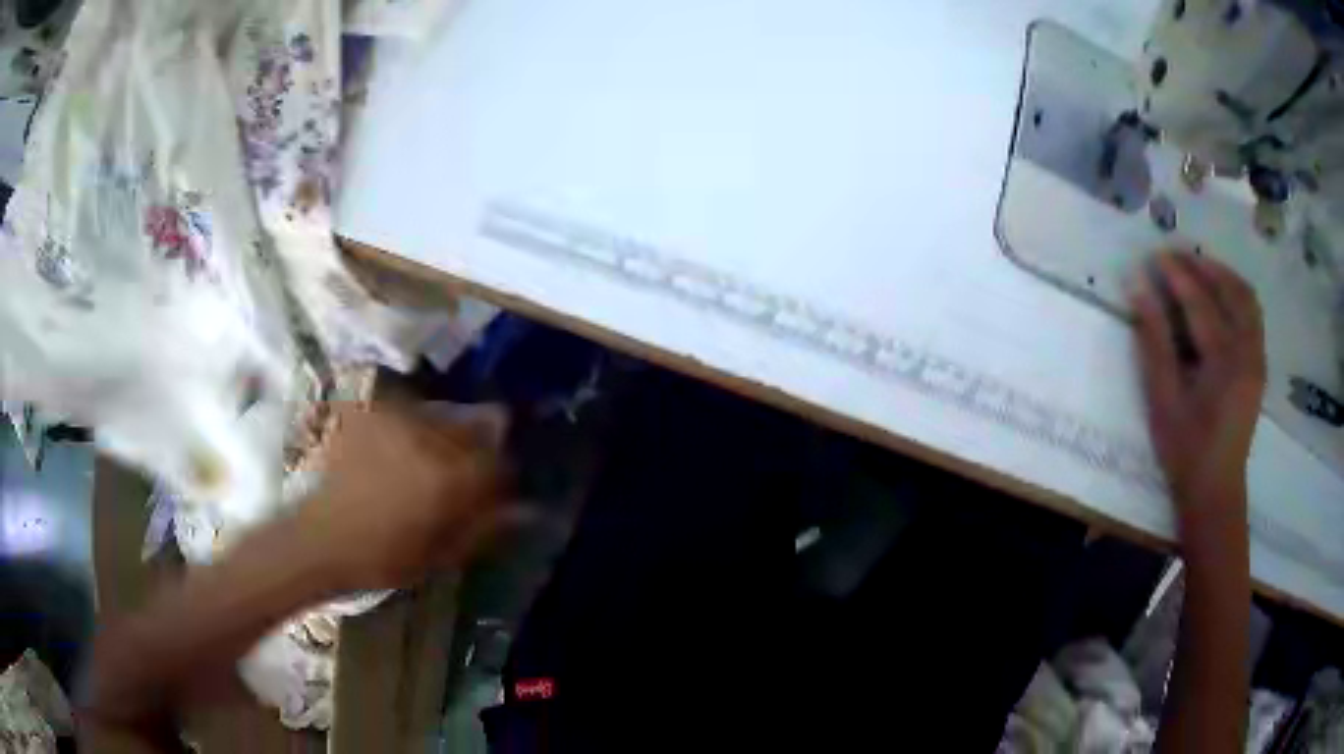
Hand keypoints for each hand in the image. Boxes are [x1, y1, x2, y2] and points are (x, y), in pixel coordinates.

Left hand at [295, 404, 509, 592]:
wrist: (319, 540)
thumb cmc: (383, 558)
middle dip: (478, 450)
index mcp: (450, 477)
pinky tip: (398, 452)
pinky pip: (407, 410)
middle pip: (477, 427)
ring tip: (425, 465)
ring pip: (443, 415)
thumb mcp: (442, 553)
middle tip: (461, 477)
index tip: (494, 494)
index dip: (503, 477)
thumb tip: (526, 509)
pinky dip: (413, 427)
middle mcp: (429, 437)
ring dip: (446, 436)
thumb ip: (486, 525)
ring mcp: (397, 419)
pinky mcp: (371, 413)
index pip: (501, 462)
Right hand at [1129, 251, 1265, 521]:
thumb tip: (1137, 290)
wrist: (1216, 491)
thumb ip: (1154, 341)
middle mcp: (1247, 352)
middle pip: (1230, 291)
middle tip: (1176, 255)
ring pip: (1247, 298)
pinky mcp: (1259, 365)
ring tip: (1199, 266)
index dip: (1176, 276)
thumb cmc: (1186, 451)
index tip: (1154, 256)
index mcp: (1224, 363)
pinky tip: (1221, 295)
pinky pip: (1253, 314)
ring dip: (1223, 275)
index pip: (1199, 303)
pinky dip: (1237, 294)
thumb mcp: (1163, 400)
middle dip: (1202, 266)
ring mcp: (1257, 358)